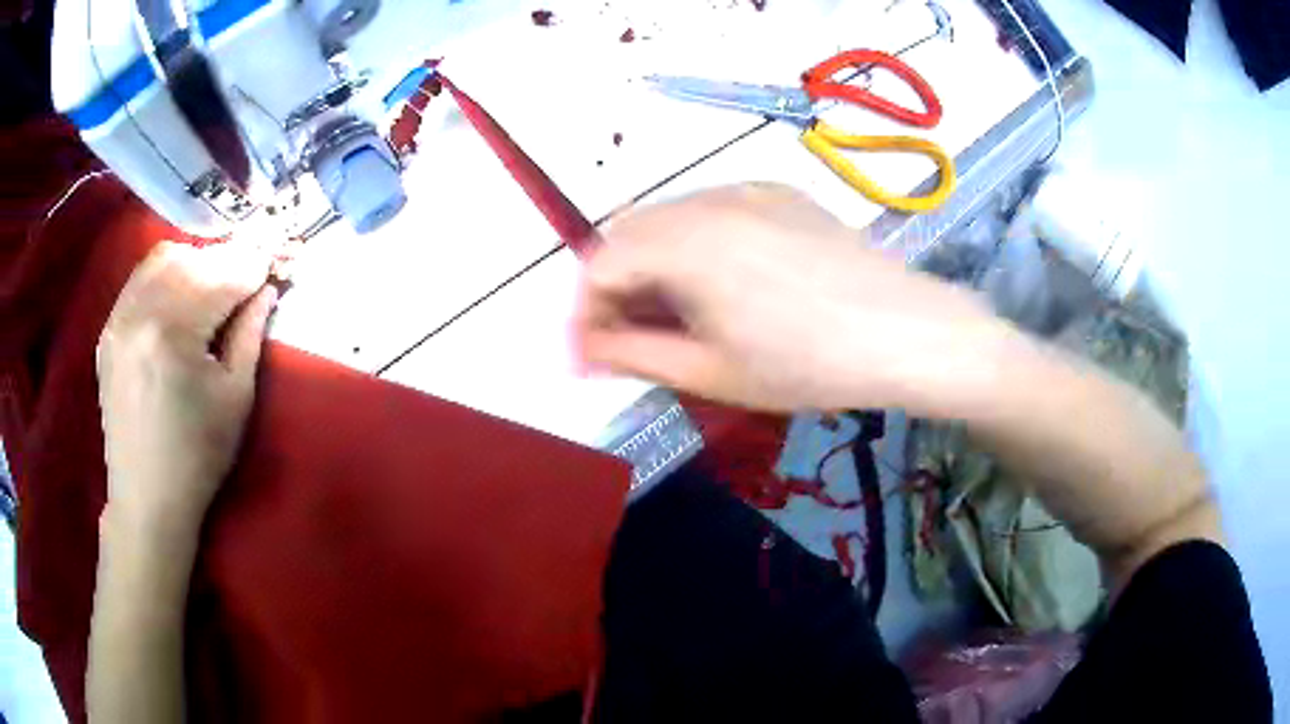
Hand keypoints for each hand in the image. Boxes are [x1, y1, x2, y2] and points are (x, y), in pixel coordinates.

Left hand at [96, 242, 276, 532]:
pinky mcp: (108, 329)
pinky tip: (179, 296)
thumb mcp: (236, 398)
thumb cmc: (198, 457)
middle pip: (192, 258)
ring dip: (195, 261)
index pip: (222, 277)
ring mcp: (118, 318)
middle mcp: (140, 312)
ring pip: (163, 258)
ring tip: (212, 284)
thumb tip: (266, 288)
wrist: (146, 497)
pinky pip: (140, 279)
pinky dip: (166, 274)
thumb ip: (250, 333)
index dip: (254, 265)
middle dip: (226, 260)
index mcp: (174, 334)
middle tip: (248, 275)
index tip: (276, 259)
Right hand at [573, 184, 1016, 412]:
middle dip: (613, 285)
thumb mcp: (713, 372)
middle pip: (628, 232)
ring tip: (672, 315)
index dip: (583, 312)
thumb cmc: (810, 364)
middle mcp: (708, 198)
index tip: (587, 356)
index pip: (599, 264)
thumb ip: (634, 353)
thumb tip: (583, 350)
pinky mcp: (779, 192)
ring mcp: (748, 188)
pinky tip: (720, 283)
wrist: (908, 332)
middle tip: (625, 337)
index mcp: (686, 242)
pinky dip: (692, 244)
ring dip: (651, 263)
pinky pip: (711, 210)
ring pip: (668, 217)